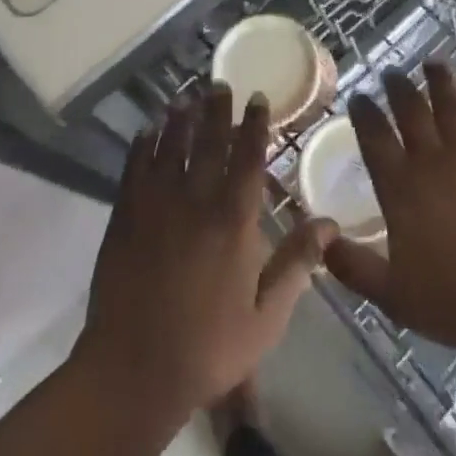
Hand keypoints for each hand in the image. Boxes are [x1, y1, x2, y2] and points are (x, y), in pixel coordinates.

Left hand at [74, 86, 336, 424]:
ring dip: (179, 120)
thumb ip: (297, 264)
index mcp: (233, 222)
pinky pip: (134, 169)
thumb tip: (331, 223)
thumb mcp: (266, 317)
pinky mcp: (125, 217)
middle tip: (218, 84)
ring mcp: (156, 206)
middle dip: (216, 111)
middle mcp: (195, 202)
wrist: (133, 371)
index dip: (254, 126)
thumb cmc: (208, 347)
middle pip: (208, 143)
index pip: (248, 159)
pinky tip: (146, 132)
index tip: (256, 98)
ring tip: (185, 97)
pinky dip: (142, 146)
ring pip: (170, 148)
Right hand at [325, 62, 455, 358]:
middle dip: (398, 88)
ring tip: (432, 64)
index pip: (375, 138)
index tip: (359, 97)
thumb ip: (353, 267)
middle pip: (411, 111)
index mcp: (401, 188)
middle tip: (391, 72)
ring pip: (452, 105)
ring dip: (440, 81)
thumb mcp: (393, 295)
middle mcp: (434, 160)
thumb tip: (320, 242)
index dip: (364, 113)